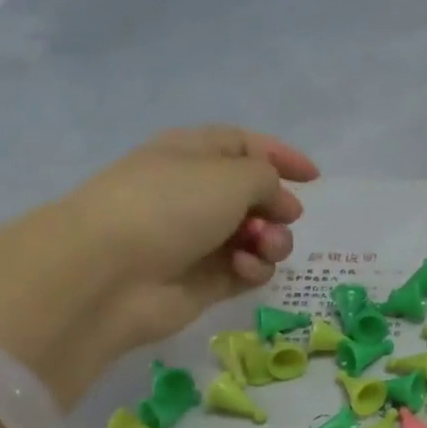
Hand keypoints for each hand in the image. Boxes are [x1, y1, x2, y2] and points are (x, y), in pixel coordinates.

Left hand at [0, 126, 317, 406]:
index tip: (315, 178)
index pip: (244, 146)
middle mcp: (195, 194)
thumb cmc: (169, 206)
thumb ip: (267, 178)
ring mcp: (199, 240)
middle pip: (255, 196)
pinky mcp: (204, 281)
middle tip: (285, 217)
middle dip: (278, 207)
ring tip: (262, 247)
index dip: (280, 156)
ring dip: (271, 241)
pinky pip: (245, 270)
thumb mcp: (230, 175)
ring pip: (256, 237)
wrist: (111, 272)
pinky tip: (244, 268)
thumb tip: (276, 200)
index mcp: (193, 155)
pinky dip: (253, 268)